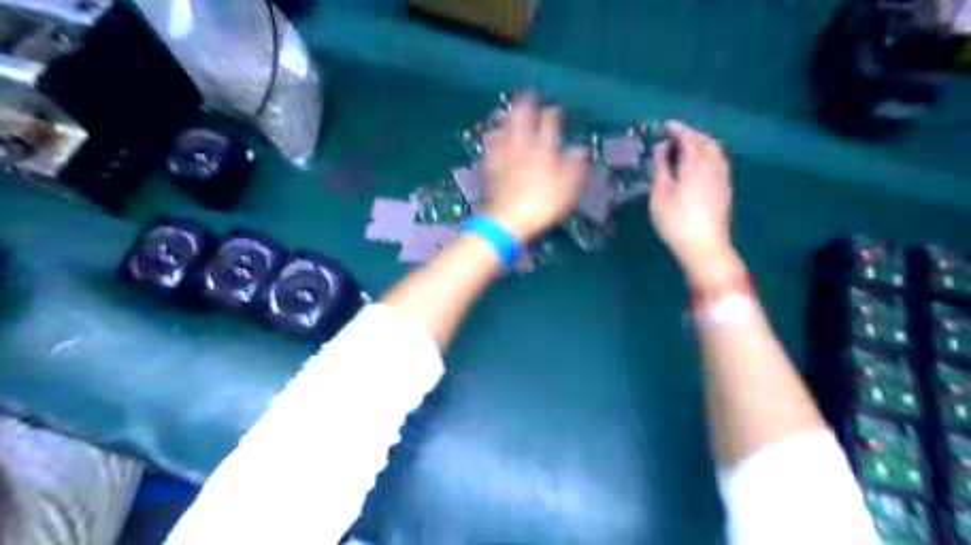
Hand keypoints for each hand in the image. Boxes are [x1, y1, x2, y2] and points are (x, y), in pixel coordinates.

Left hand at [482, 93, 586, 242]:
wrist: (508, 220)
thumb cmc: (543, 205)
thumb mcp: (568, 189)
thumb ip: (576, 166)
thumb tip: (580, 149)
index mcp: (545, 148)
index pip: (550, 123)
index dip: (553, 113)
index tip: (555, 107)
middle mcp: (523, 145)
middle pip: (523, 117)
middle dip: (526, 103)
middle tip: (527, 93)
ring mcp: (504, 154)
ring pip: (504, 127)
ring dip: (507, 116)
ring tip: (507, 109)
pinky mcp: (489, 165)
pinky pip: (490, 144)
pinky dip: (493, 136)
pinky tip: (493, 135)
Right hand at [652, 119, 736, 280]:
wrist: (705, 247)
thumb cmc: (676, 221)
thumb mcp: (660, 194)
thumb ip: (661, 168)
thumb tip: (662, 148)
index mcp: (696, 163)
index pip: (688, 138)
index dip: (676, 129)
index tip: (665, 125)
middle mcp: (714, 165)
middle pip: (706, 141)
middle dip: (691, 134)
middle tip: (675, 135)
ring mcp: (723, 178)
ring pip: (715, 151)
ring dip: (702, 144)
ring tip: (687, 149)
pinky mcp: (726, 190)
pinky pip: (719, 162)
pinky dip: (707, 155)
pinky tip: (699, 166)